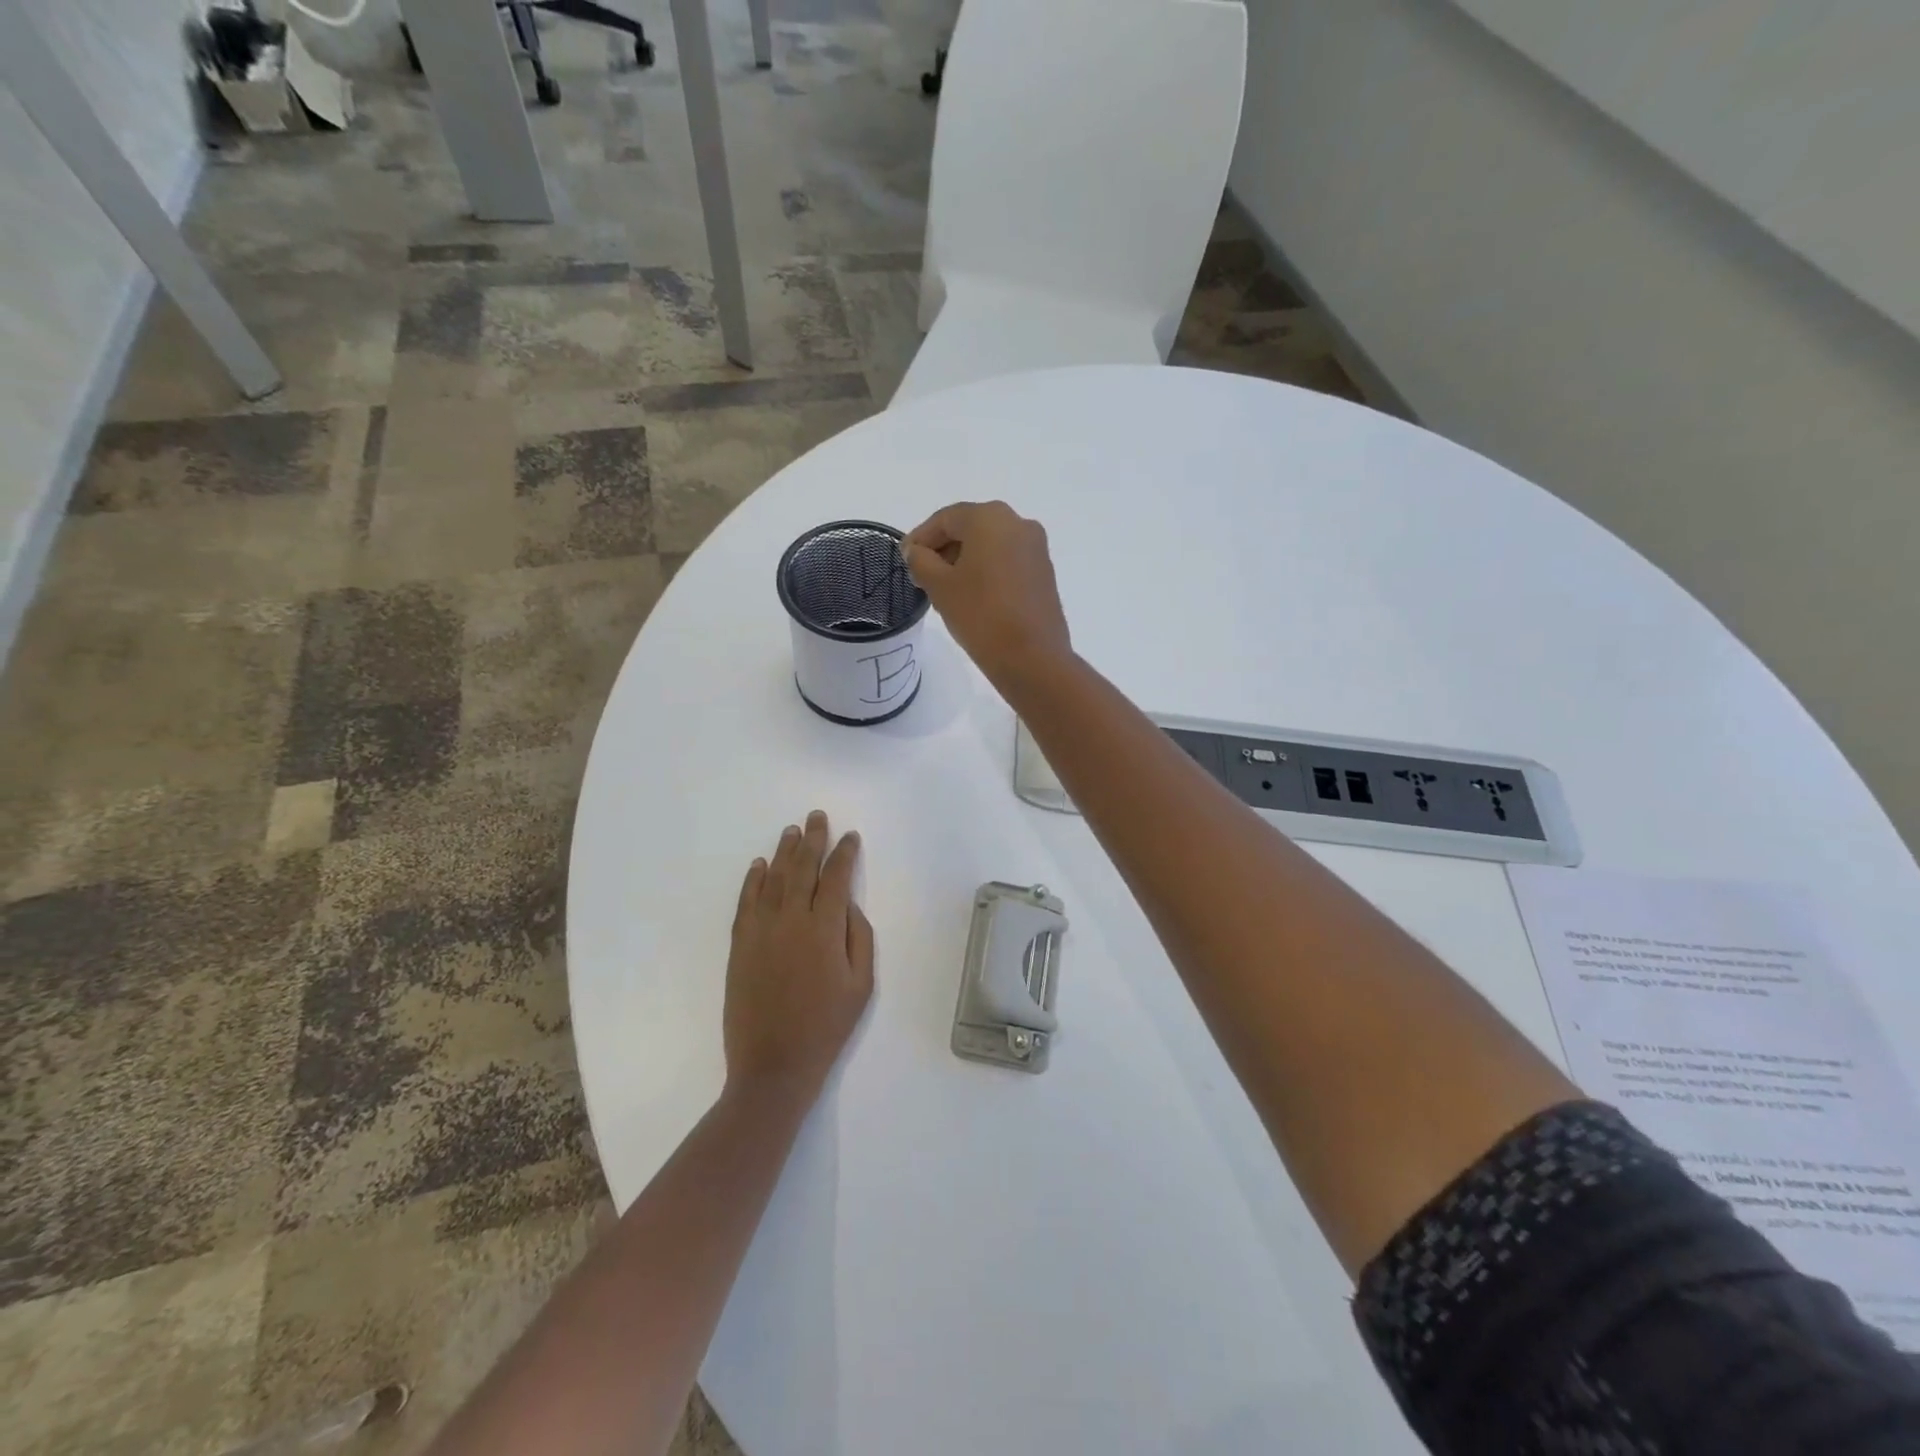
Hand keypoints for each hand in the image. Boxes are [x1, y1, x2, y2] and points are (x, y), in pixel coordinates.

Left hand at [724, 811, 874, 1100]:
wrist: (773, 1065)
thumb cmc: (826, 1027)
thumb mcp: (861, 986)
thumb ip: (859, 938)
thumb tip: (849, 905)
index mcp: (825, 929)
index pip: (837, 878)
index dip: (845, 854)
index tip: (851, 837)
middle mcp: (791, 920)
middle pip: (803, 869)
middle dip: (813, 840)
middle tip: (817, 817)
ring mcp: (761, 930)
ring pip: (774, 879)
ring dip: (784, 852)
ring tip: (792, 831)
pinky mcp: (740, 945)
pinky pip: (746, 902)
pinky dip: (753, 880)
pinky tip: (759, 865)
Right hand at [902, 501, 1072, 689]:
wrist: (1032, 658)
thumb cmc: (980, 615)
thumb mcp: (939, 586)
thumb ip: (921, 561)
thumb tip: (917, 551)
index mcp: (990, 518)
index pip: (945, 519)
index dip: (920, 537)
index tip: (904, 559)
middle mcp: (1018, 523)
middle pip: (970, 528)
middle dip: (943, 549)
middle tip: (921, 575)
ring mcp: (1036, 548)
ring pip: (990, 545)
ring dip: (964, 561)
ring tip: (944, 589)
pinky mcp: (1044, 572)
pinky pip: (1007, 562)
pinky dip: (986, 571)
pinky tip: (972, 595)